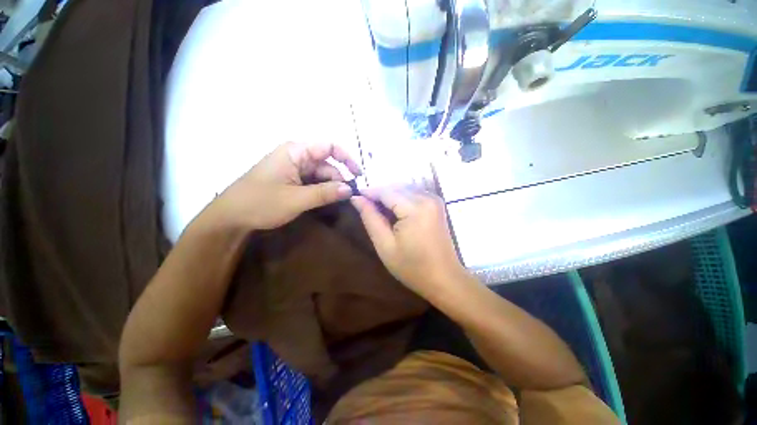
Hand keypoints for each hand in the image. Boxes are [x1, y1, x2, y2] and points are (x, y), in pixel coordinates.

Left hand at [207, 141, 360, 230]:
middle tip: (350, 196)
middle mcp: (296, 156)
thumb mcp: (296, 199)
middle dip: (339, 178)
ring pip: (321, 174)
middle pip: (327, 163)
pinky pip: (313, 182)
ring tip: (339, 201)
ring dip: (331, 186)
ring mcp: (293, 168)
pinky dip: (322, 190)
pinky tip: (327, 200)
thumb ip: (325, 193)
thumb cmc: (260, 203)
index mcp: (296, 151)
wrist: (231, 217)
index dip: (347, 159)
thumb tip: (350, 189)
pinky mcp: (292, 179)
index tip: (359, 175)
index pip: (329, 147)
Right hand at [350, 189, 466, 297]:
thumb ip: (370, 218)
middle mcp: (427, 198)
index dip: (369, 192)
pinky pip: (414, 193)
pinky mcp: (437, 204)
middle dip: (379, 194)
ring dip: (390, 196)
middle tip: (365, 206)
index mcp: (415, 208)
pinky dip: (401, 198)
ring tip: (378, 210)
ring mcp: (435, 200)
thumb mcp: (385, 245)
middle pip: (396, 187)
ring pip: (405, 188)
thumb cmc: (412, 267)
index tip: (355, 197)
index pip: (386, 191)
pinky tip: (394, 211)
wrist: (444, 279)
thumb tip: (357, 198)